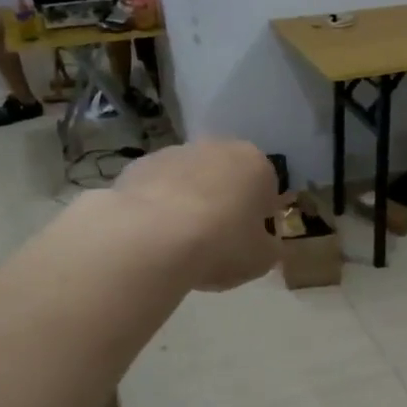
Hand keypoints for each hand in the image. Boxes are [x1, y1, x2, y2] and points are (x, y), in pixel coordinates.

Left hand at [110, 141, 281, 290]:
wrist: (151, 239)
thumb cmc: (221, 245)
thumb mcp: (262, 259)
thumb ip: (268, 247)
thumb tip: (263, 244)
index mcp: (256, 164)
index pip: (267, 190)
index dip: (259, 219)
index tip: (249, 242)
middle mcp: (217, 147)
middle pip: (226, 178)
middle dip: (224, 204)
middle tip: (216, 242)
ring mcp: (174, 153)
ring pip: (189, 180)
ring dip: (189, 203)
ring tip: (179, 243)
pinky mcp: (138, 166)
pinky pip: (156, 189)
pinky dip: (157, 208)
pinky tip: (153, 237)